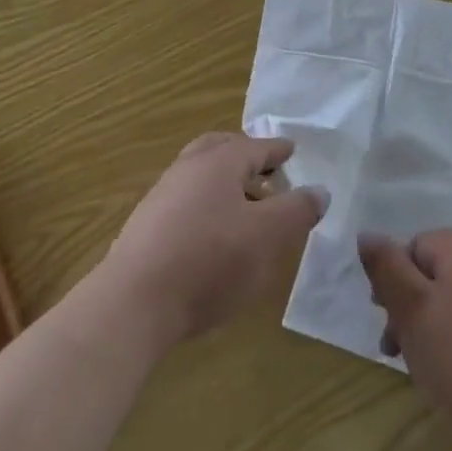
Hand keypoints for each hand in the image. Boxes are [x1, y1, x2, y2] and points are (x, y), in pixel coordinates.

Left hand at [96, 133, 324, 351]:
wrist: (132, 305)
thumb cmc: (209, 261)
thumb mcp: (267, 236)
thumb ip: (297, 210)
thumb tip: (319, 190)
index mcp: (219, 162)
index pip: (257, 146)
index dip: (278, 150)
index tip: (292, 150)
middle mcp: (188, 168)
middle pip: (220, 149)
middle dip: (246, 156)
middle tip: (267, 171)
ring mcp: (162, 196)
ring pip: (200, 175)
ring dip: (225, 183)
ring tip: (247, 209)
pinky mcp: (146, 227)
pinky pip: (185, 201)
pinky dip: (206, 205)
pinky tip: (215, 236)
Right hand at [359, 230, 451, 436]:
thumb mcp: (411, 309)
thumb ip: (386, 267)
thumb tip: (367, 233)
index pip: (413, 248)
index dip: (393, 284)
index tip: (388, 326)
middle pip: (438, 272)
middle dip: (413, 307)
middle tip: (400, 352)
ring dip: (438, 324)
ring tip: (430, 368)